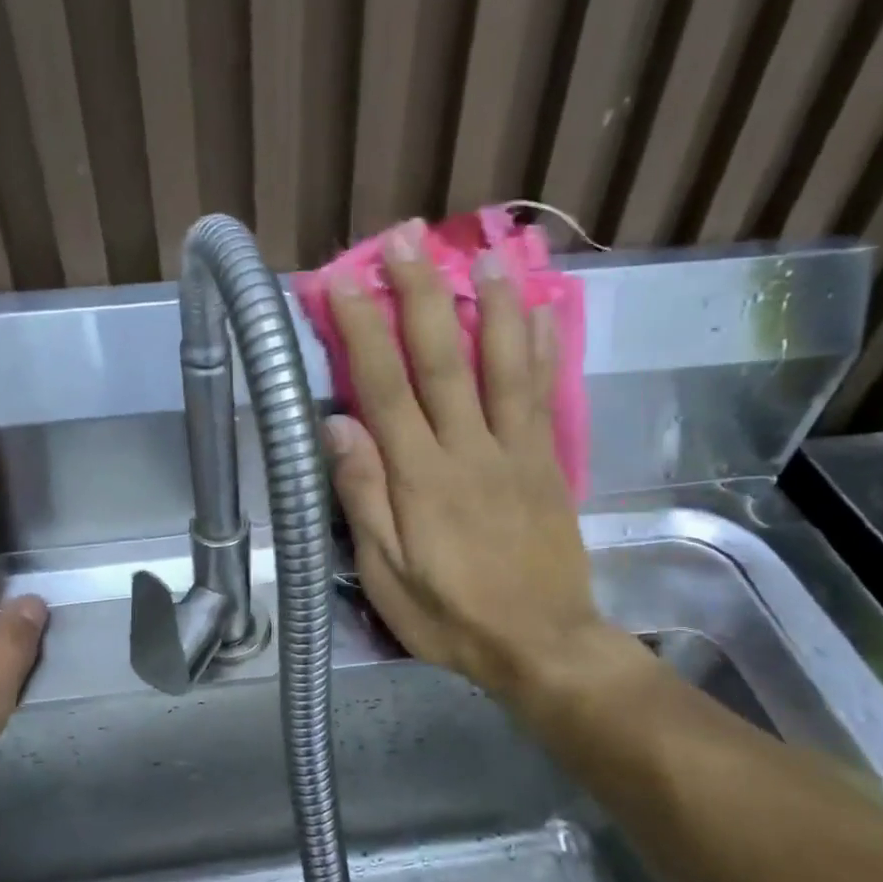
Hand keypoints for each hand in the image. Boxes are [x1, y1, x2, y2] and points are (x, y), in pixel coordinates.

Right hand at [324, 222, 616, 701]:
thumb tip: (336, 425)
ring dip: (490, 305)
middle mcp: (468, 450)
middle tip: (405, 238)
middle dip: (419, 295)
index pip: (385, 387)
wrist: (539, 643)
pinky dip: (541, 352)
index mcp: (420, 478)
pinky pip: (543, 398)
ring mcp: (515, 453)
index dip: (363, 329)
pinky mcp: (546, 465)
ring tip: (482, 253)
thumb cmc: (450, 616)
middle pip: (442, 360)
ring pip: (502, 366)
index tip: (343, 281)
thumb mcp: (385, 574)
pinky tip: (541, 314)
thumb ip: (363, 497)